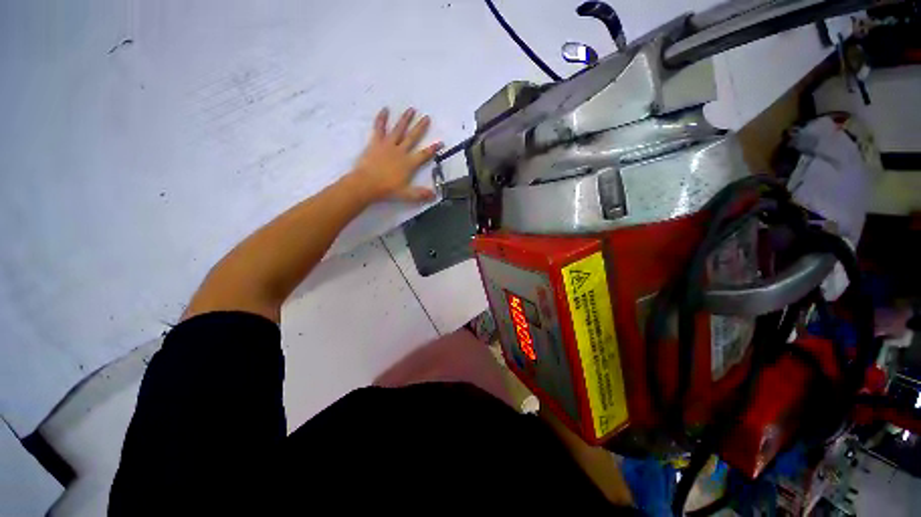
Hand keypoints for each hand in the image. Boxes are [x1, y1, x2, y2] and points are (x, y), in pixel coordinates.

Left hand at [348, 107, 442, 202]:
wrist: (366, 184)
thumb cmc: (387, 190)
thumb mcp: (406, 195)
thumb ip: (420, 194)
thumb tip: (434, 196)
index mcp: (409, 163)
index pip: (424, 154)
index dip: (433, 149)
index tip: (440, 142)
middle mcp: (400, 151)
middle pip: (413, 137)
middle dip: (421, 127)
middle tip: (427, 117)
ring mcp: (388, 145)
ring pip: (399, 129)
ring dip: (405, 119)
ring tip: (411, 109)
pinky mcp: (376, 142)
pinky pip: (379, 128)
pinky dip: (381, 118)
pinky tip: (385, 109)